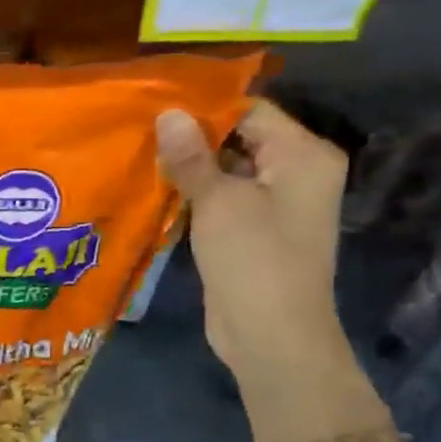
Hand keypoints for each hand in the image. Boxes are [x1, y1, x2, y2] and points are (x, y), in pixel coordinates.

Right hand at [155, 99, 351, 387]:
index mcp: (303, 155)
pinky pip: (221, 197)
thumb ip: (192, 157)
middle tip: (137, 129)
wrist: (271, 336)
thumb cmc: (254, 261)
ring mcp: (274, 203)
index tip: (153, 105)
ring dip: (187, 166)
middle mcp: (295, 172)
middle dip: (190, 136)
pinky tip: (153, 188)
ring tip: (137, 153)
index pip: (250, 110)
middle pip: (238, 137)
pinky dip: (192, 192)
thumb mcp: (219, 203)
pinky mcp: (251, 229)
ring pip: (225, 169)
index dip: (203, 107)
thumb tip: (168, 113)